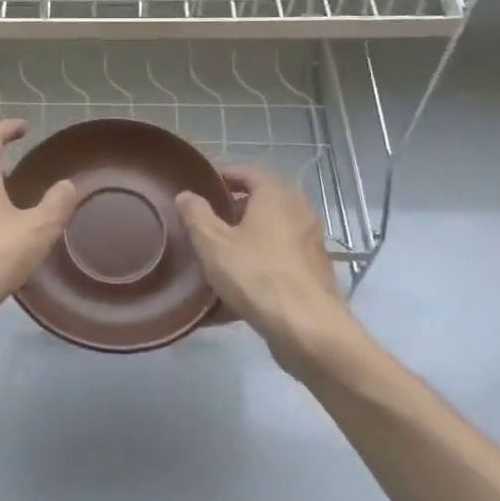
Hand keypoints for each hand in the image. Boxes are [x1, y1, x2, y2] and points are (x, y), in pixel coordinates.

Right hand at [176, 166, 361, 375]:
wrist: (308, 328)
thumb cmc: (256, 275)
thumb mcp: (214, 244)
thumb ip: (196, 215)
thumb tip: (187, 195)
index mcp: (276, 195)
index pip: (249, 172)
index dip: (225, 175)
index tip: (203, 185)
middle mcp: (299, 211)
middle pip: (263, 201)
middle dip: (235, 208)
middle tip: (207, 220)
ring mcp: (310, 242)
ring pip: (272, 231)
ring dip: (248, 238)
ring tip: (219, 253)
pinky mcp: (313, 272)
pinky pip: (279, 259)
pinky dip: (259, 263)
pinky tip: (238, 287)